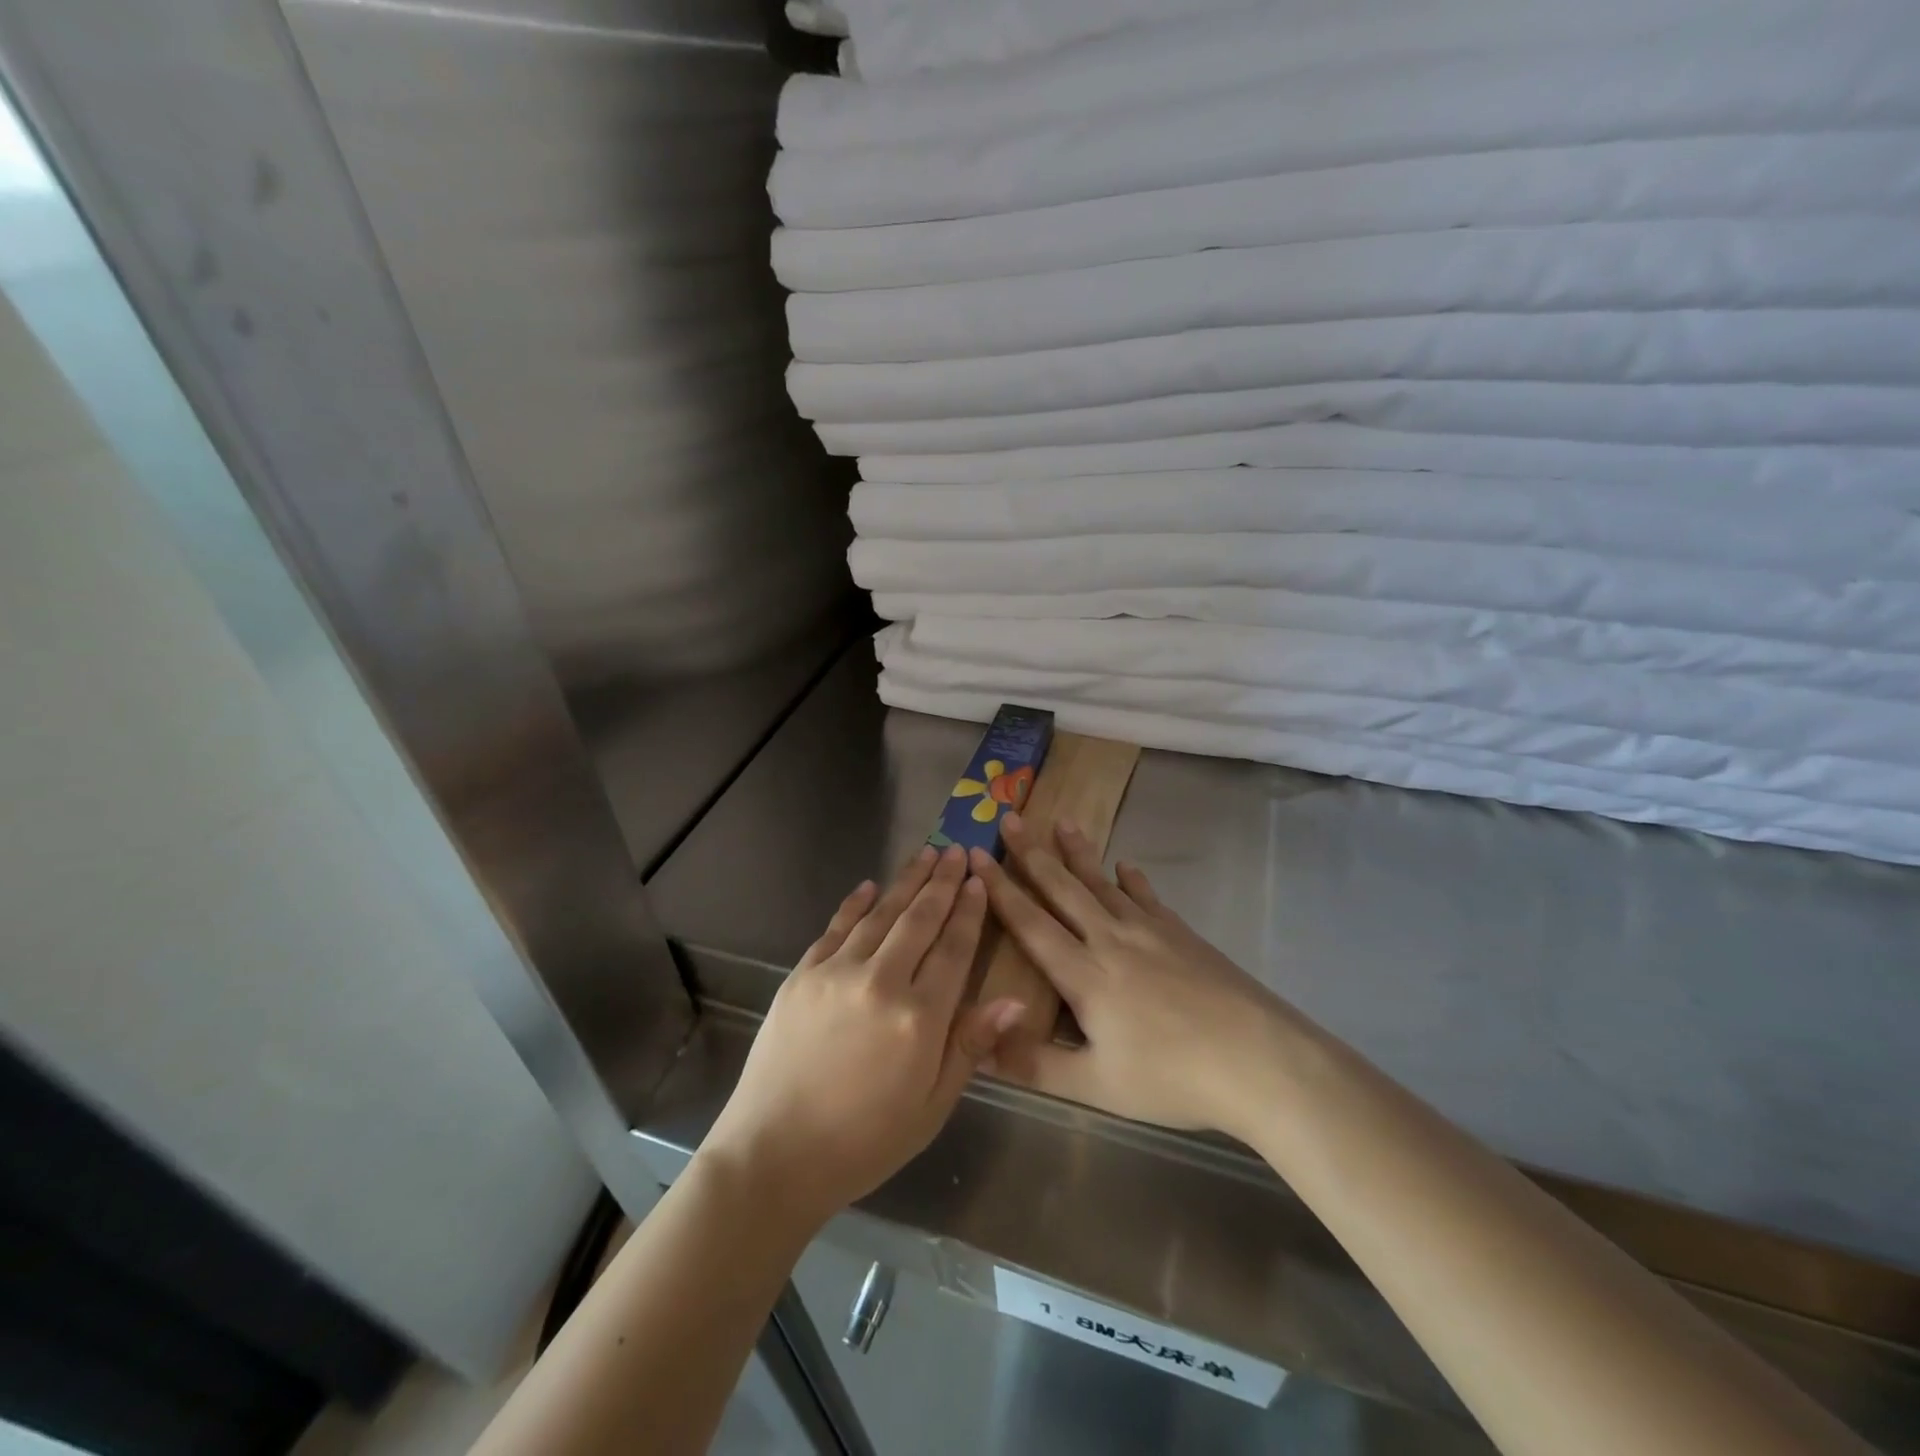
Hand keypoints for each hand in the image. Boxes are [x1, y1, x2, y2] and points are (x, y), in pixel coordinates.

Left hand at [701, 845, 1026, 1225]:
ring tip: (925, 854)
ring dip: (905, 882)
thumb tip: (1015, 1001)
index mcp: (920, 1018)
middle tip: (956, 850)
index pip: (954, 949)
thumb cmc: (866, 1140)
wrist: (775, 1154)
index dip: (969, 912)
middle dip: (941, 882)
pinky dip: (855, 904)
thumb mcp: (932, 1106)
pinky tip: (869, 886)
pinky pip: (835, 928)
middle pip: (920, 920)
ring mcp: (837, 973)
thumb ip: (970, 1045)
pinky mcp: (802, 975)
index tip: (979, 880)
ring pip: (880, 914)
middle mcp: (881, 982)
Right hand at [969, 814, 1294, 1140]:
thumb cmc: (1171, 1077)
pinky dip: (1133, 880)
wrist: (1258, 1059)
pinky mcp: (1183, 935)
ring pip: (1103, 884)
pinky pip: (1148, 898)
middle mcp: (1111, 940)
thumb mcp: (1094, 1085)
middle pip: (1064, 889)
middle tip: (1010, 818)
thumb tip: (978, 1047)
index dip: (999, 888)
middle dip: (1032, 853)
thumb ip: (1033, 1064)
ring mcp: (1151, 932)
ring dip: (1079, 853)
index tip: (977, 855)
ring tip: (1062, 822)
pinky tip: (1127, 867)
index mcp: (1084, 974)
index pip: (1030, 923)